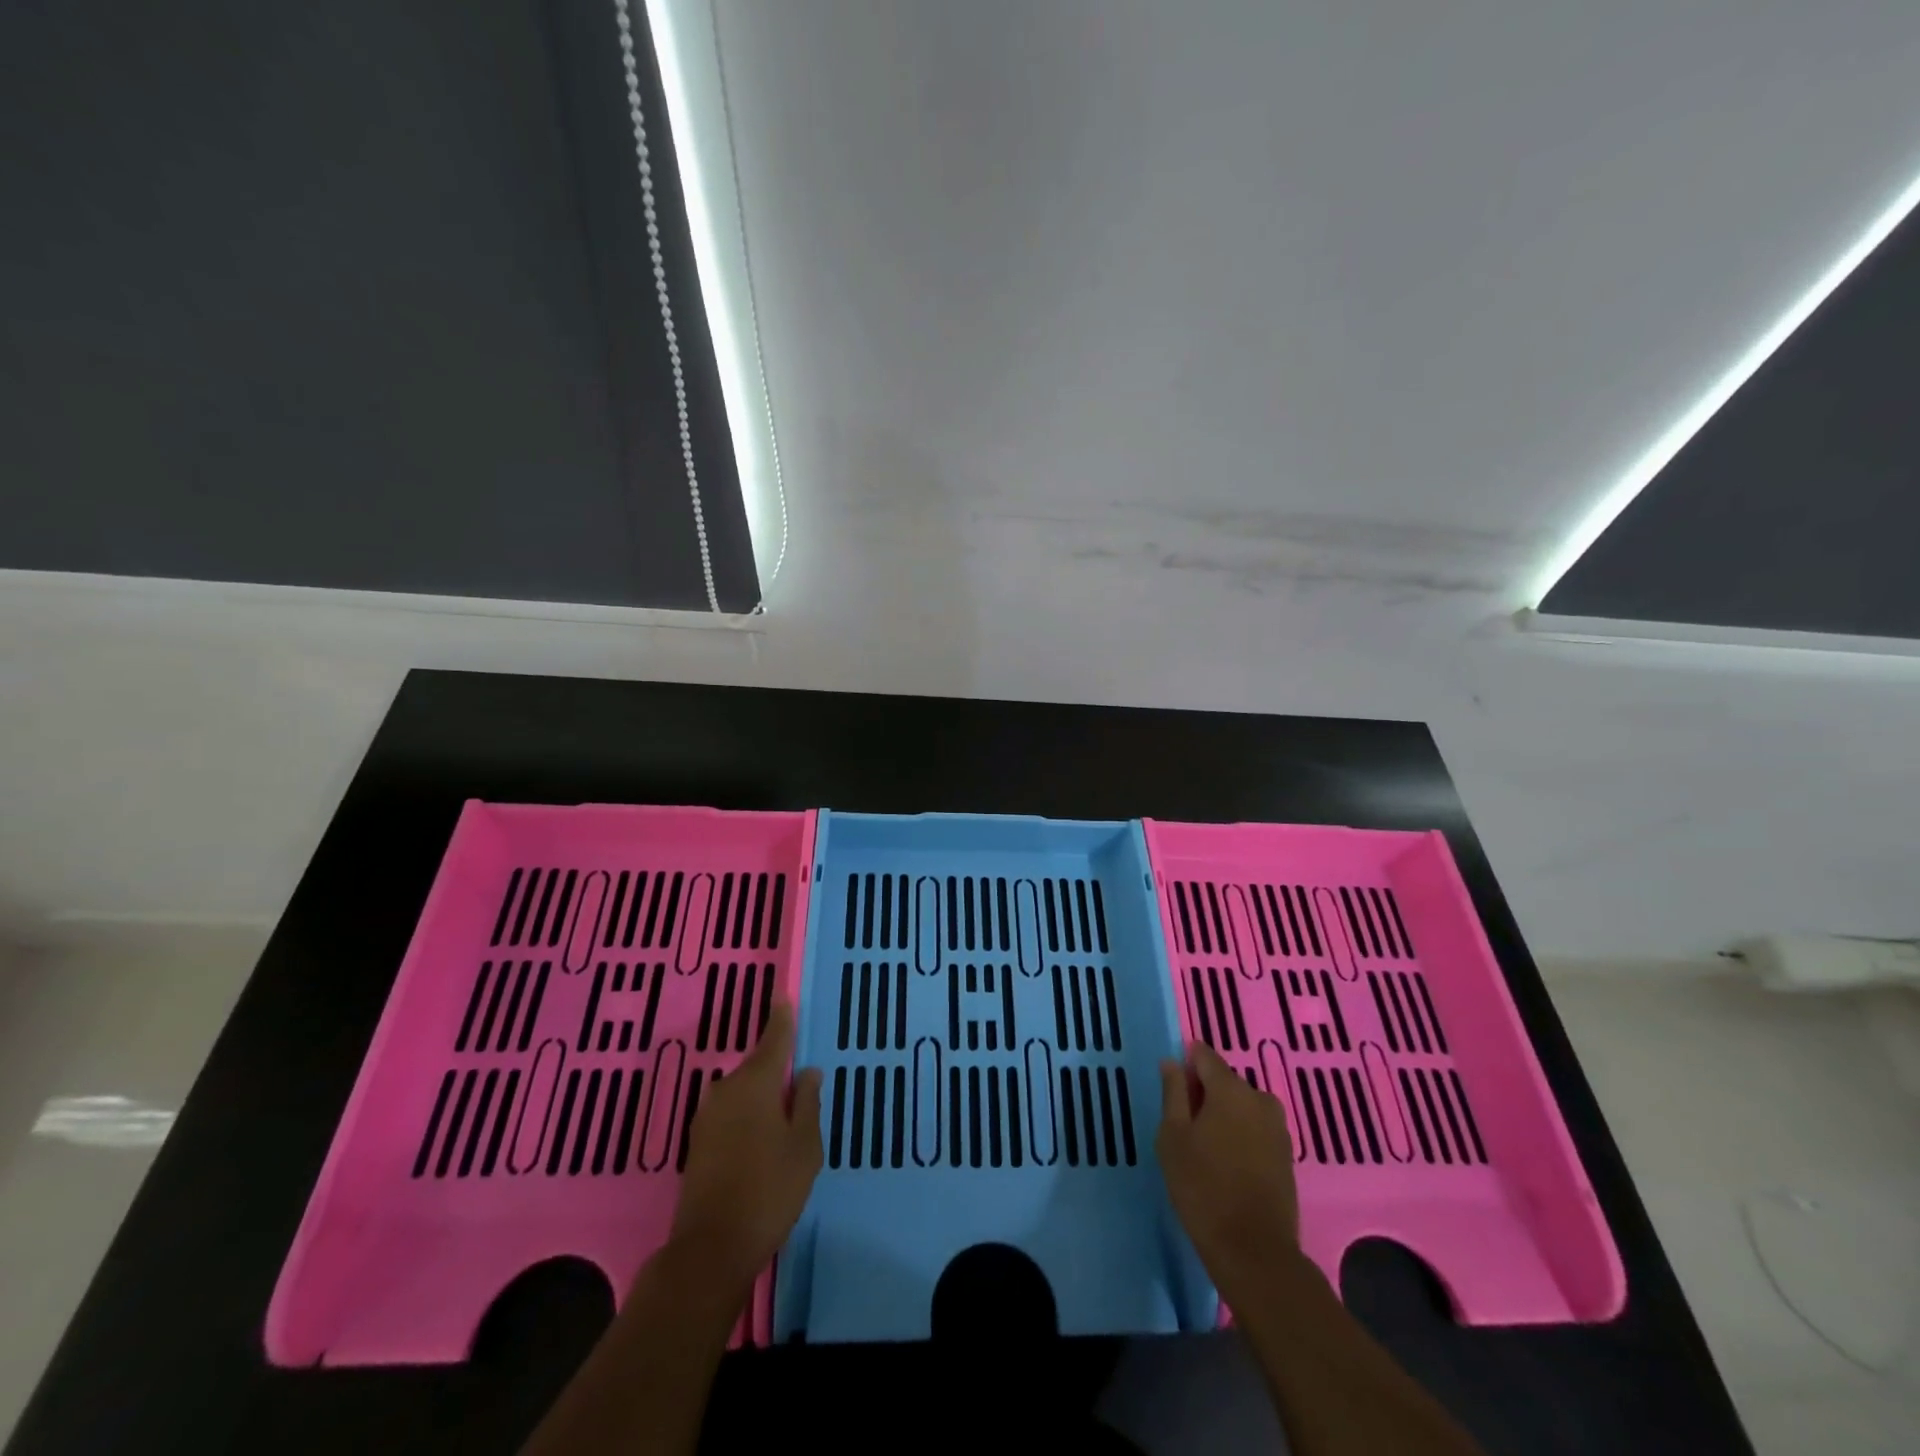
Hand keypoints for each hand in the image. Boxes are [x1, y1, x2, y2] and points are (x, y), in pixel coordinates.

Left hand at [669, 997, 822, 1289]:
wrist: (710, 1249)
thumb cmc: (769, 1190)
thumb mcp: (805, 1147)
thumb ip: (807, 1103)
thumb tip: (807, 1072)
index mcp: (757, 1083)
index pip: (774, 1038)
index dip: (781, 1018)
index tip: (783, 996)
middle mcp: (727, 1089)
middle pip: (757, 1065)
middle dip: (777, 1066)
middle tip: (799, 1078)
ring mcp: (707, 1116)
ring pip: (742, 1090)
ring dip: (761, 1094)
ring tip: (784, 1112)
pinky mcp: (697, 1141)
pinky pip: (730, 1111)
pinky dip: (747, 1113)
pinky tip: (760, 1135)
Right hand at [1157, 1041, 1300, 1294]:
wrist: (1254, 1252)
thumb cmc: (1202, 1187)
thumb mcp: (1173, 1136)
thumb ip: (1173, 1093)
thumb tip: (1172, 1062)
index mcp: (1230, 1088)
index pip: (1204, 1055)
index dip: (1186, 1065)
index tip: (1172, 1089)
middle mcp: (1259, 1099)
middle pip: (1225, 1081)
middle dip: (1204, 1094)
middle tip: (1183, 1125)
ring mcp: (1278, 1128)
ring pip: (1241, 1107)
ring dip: (1223, 1116)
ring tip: (1204, 1148)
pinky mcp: (1287, 1155)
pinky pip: (1256, 1129)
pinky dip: (1240, 1136)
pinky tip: (1226, 1163)